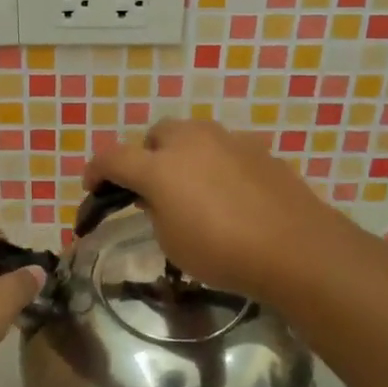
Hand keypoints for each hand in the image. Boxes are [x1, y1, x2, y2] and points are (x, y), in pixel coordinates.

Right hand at [84, 119, 341, 300]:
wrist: (294, 247)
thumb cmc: (222, 251)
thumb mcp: (171, 241)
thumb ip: (155, 211)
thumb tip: (158, 196)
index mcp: (158, 166)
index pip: (112, 157)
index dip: (96, 170)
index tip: (93, 186)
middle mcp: (189, 141)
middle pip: (155, 135)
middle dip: (146, 155)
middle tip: (152, 187)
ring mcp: (227, 139)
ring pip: (192, 135)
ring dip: (182, 154)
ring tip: (192, 187)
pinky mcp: (257, 148)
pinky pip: (223, 148)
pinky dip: (215, 163)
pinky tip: (228, 192)